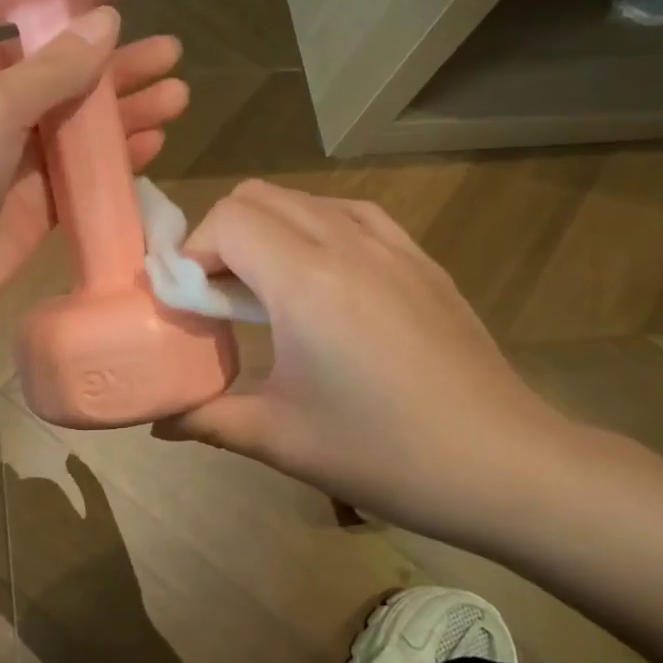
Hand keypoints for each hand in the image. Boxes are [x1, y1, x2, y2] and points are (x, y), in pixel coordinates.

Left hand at [0, 8, 186, 330]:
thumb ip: (55, 68)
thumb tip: (108, 19)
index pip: (36, 50)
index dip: (85, 39)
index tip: (134, 27)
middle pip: (68, 90)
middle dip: (120, 78)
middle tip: (176, 63)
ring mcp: (16, 169)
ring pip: (80, 136)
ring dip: (126, 119)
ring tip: (178, 101)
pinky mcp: (36, 212)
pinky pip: (83, 180)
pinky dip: (115, 164)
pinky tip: (153, 147)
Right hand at [155, 180, 580, 545]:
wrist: (504, 465)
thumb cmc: (383, 453)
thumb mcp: (280, 439)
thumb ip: (207, 418)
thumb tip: (158, 420)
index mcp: (306, 281)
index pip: (227, 219)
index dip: (193, 253)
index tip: (191, 303)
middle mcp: (346, 243)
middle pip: (258, 197)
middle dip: (221, 236)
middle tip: (217, 296)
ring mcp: (392, 246)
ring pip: (304, 199)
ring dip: (267, 230)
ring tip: (265, 289)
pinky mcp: (421, 260)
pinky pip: (351, 215)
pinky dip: (316, 230)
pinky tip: (321, 279)